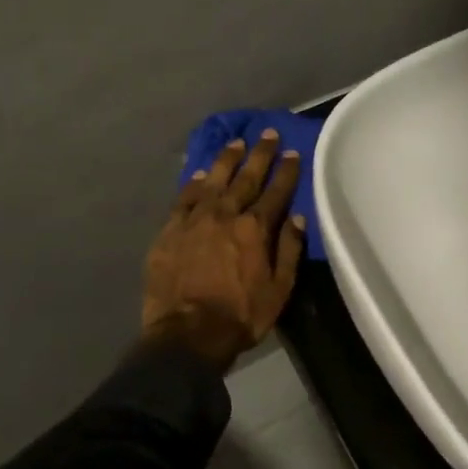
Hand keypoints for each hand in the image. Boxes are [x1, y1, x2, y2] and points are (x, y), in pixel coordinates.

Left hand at [143, 129, 304, 371]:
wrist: (187, 335)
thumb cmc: (241, 315)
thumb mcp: (279, 288)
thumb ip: (289, 249)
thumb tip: (298, 217)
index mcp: (255, 229)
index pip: (275, 192)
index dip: (286, 171)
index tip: (293, 152)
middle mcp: (225, 216)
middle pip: (245, 178)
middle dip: (259, 155)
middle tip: (267, 134)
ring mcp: (194, 221)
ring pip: (213, 181)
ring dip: (227, 160)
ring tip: (236, 143)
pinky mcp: (169, 232)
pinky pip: (183, 199)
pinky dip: (194, 183)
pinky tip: (201, 174)